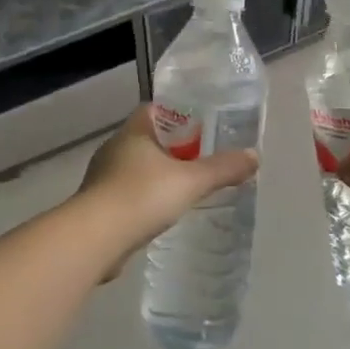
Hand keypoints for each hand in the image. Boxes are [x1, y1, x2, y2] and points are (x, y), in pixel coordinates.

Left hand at [72, 106, 258, 272]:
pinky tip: (160, 214)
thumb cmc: (141, 196)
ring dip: (155, 175)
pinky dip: (143, 200)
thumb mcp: (190, 181)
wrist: (95, 239)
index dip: (177, 113)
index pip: (154, 110)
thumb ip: (222, 169)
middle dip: (171, 147)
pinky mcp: (98, 207)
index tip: (200, 124)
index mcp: (133, 132)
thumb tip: (254, 156)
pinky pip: (126, 195)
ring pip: (135, 168)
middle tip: (199, 157)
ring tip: (183, 187)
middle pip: (146, 139)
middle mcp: (114, 149)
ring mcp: (102, 178)